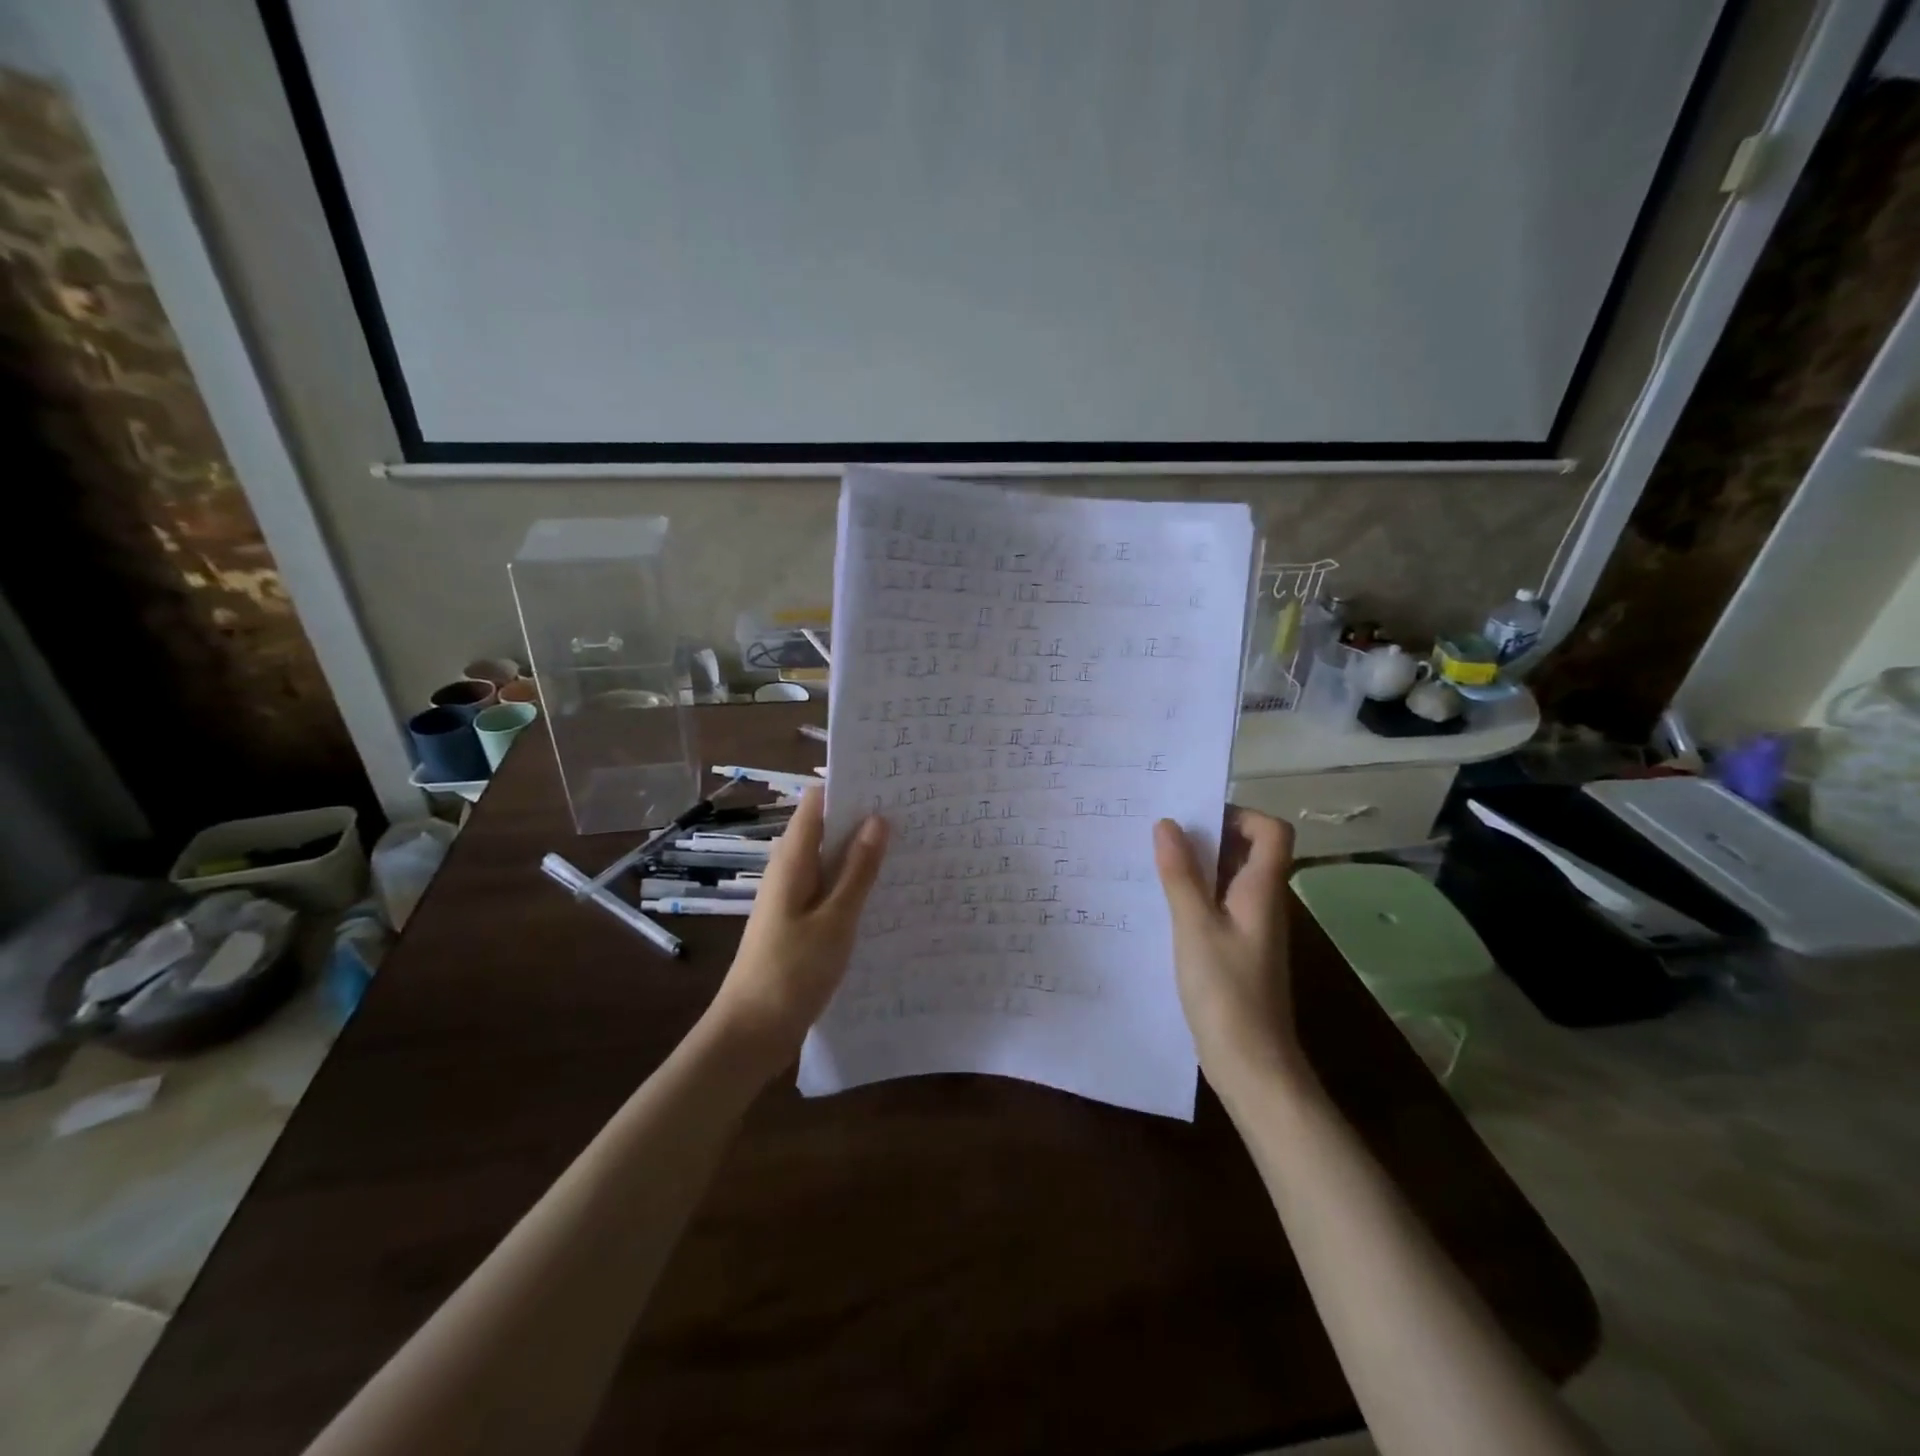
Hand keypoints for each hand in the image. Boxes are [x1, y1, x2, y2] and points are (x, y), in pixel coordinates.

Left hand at [705, 787, 887, 1078]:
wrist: (751, 1033)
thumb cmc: (791, 972)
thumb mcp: (835, 920)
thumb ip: (858, 871)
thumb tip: (878, 819)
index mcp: (792, 861)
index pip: (817, 803)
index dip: (850, 787)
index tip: (891, 781)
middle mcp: (789, 871)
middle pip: (826, 829)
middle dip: (864, 819)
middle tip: (914, 813)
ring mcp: (793, 898)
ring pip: (830, 861)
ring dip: (862, 853)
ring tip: (909, 847)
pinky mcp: (799, 923)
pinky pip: (830, 889)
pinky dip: (854, 884)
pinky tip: (885, 892)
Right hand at [1153, 808, 1303, 1090]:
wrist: (1252, 1064)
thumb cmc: (1226, 992)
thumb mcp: (1195, 927)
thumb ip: (1181, 875)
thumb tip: (1167, 824)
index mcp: (1262, 890)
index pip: (1271, 831)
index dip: (1239, 815)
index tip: (1195, 819)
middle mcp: (1262, 902)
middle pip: (1247, 850)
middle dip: (1207, 836)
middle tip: (1159, 834)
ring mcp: (1251, 927)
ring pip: (1229, 879)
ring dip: (1196, 866)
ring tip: (1152, 863)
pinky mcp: (1237, 949)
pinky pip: (1218, 906)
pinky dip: (1194, 896)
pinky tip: (1161, 906)